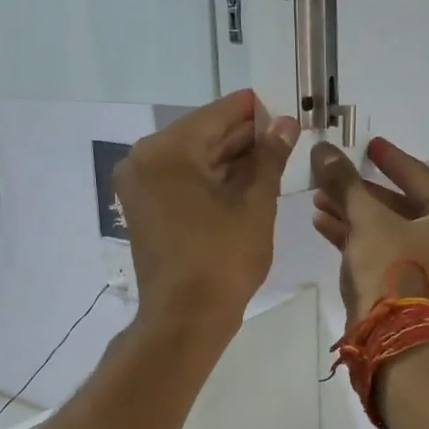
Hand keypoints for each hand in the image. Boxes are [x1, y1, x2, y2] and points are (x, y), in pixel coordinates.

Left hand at [115, 91, 298, 337]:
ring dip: (230, 158)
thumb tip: (287, 123)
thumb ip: (270, 158)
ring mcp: (140, 186)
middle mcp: (144, 160)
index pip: (217, 115)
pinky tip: (247, 179)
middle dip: (244, 136)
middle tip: (285, 134)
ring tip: (273, 156)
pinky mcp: (145, 209)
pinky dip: (212, 179)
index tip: (285, 108)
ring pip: (193, 159)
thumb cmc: (223, 260)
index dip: (254, 111)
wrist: (185, 320)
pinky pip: (182, 181)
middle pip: (202, 135)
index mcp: (167, 151)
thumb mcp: (254, 205)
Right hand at [310, 138, 428, 325]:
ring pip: (387, 230)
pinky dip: (356, 239)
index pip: (420, 178)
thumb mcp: (366, 219)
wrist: (392, 339)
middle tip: (333, 176)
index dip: (391, 159)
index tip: (369, 145)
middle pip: (400, 206)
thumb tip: (323, 149)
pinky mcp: (407, 289)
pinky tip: (323, 224)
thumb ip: (346, 182)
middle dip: (362, 191)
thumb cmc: (391, 268)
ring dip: (353, 214)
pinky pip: (382, 253)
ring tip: (319, 199)